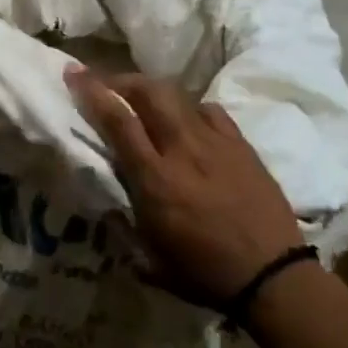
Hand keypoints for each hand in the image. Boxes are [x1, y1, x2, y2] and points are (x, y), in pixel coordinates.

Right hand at [66, 67, 303, 312]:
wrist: (272, 275)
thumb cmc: (204, 273)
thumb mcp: (149, 257)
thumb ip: (123, 223)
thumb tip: (106, 204)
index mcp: (155, 180)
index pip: (118, 121)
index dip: (93, 92)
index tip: (74, 73)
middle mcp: (183, 150)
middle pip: (150, 93)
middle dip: (122, 80)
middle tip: (106, 83)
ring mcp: (216, 143)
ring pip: (179, 97)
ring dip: (153, 92)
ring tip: (142, 100)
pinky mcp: (242, 146)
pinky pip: (209, 112)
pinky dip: (190, 109)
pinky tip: (187, 122)